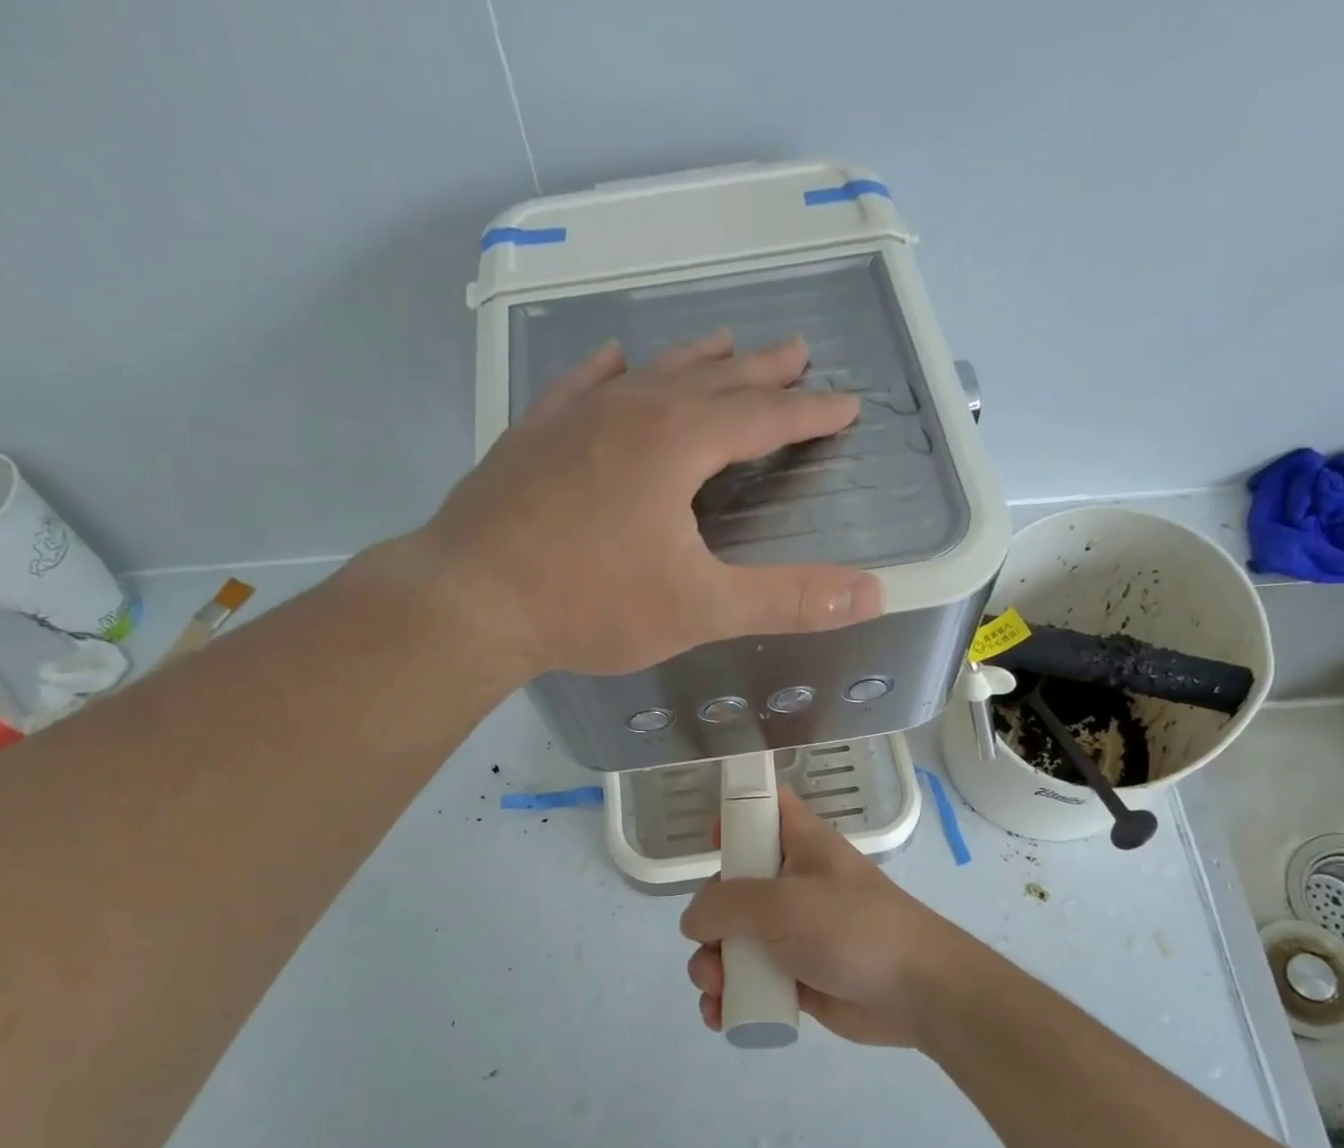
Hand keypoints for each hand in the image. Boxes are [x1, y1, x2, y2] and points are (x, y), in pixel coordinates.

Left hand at [419, 332, 885, 677]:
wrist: (470, 599)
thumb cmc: (590, 603)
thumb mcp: (700, 608)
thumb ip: (787, 598)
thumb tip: (873, 593)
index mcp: (678, 442)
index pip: (764, 417)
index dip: (810, 413)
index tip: (846, 406)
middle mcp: (632, 409)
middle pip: (713, 379)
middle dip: (761, 371)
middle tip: (797, 352)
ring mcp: (576, 415)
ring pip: (651, 371)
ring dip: (696, 360)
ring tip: (726, 343)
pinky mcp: (534, 434)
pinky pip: (582, 384)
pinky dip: (610, 370)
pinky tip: (614, 360)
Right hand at [680, 791, 981, 1047]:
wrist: (917, 992)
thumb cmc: (851, 928)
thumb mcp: (782, 904)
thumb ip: (725, 905)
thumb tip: (694, 921)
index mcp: (799, 844)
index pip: (765, 809)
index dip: (735, 814)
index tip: (711, 840)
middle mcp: (792, 883)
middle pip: (732, 885)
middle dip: (707, 919)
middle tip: (709, 944)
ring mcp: (793, 932)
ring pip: (733, 940)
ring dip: (712, 965)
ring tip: (716, 989)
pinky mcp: (795, 976)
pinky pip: (749, 980)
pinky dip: (730, 996)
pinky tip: (720, 1015)